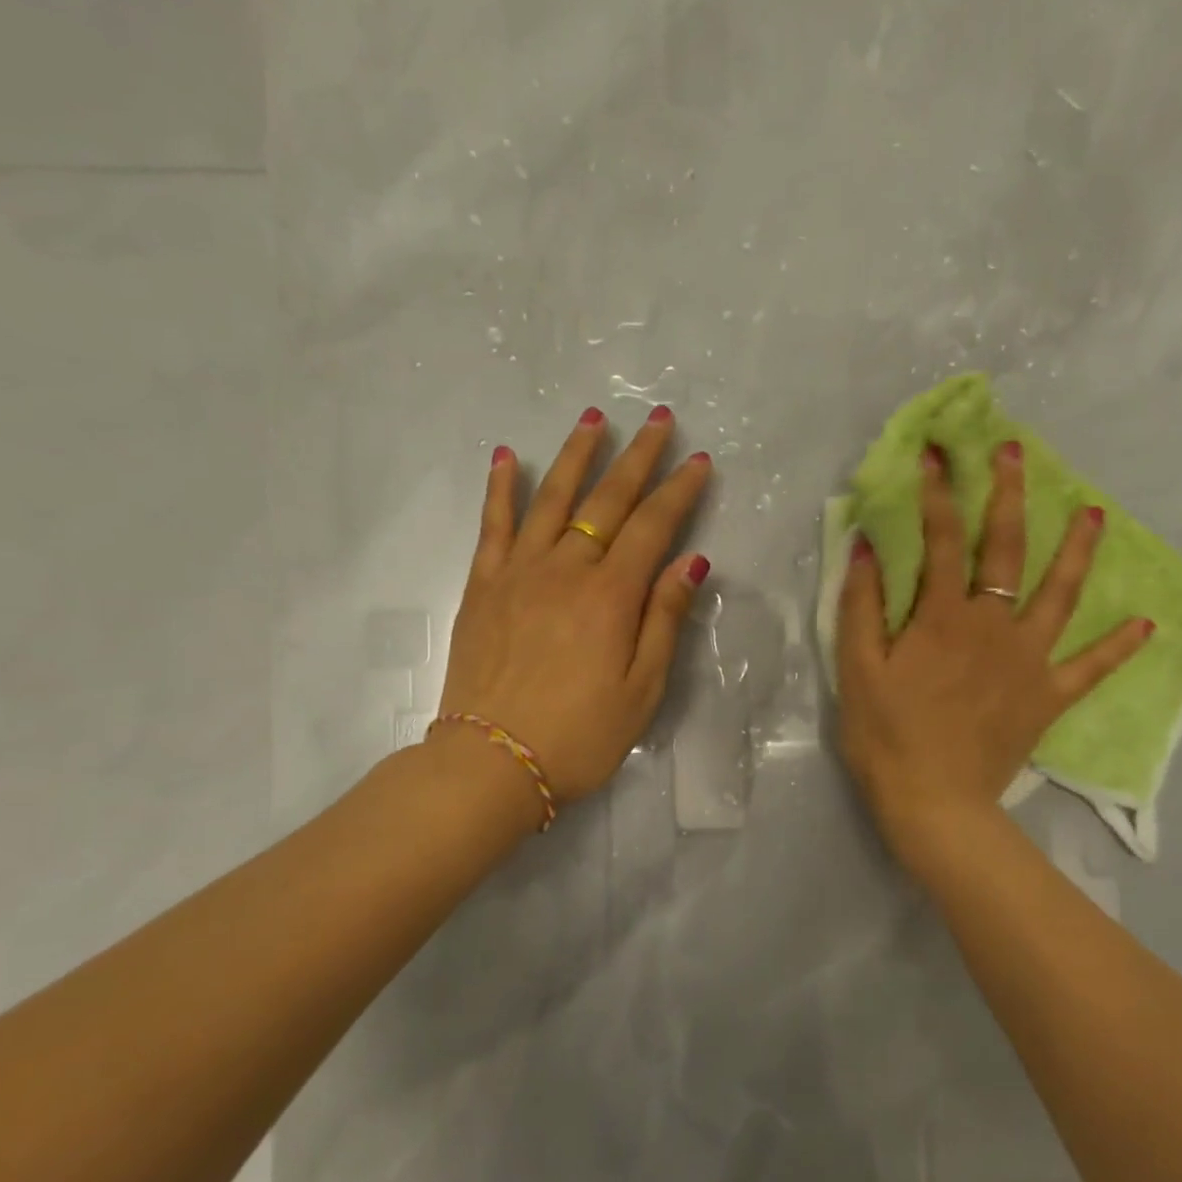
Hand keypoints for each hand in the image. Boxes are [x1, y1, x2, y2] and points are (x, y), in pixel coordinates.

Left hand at [438, 405, 712, 812]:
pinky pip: (493, 526)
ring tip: (594, 418)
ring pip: (551, 499)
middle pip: (607, 501)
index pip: (653, 527)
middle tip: (659, 420)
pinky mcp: (483, 586)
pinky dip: (501, 488)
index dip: (679, 491)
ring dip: (576, 455)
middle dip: (637, 457)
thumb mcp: (642, 689)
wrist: (491, 763)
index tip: (699, 460)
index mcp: (611, 596)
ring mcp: (519, 573)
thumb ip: (665, 620)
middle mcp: (566, 570)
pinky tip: (509, 456)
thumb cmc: (580, 735)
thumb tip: (692, 562)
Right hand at [837, 440, 1151, 859]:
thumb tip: (865, 545)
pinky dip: (1118, 647)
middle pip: (1006, 550)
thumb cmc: (886, 736)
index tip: (936, 453)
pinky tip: (1146, 625)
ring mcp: (1029, 660)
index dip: (938, 493)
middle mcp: (993, 626)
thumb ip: (861, 605)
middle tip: (1015, 454)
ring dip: (1077, 551)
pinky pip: (1091, 668)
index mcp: (943, 617)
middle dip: (1009, 496)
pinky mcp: (1048, 696)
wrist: (934, 803)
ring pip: (1060, 594)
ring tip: (1096, 514)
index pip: (942, 539)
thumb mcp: (857, 669)